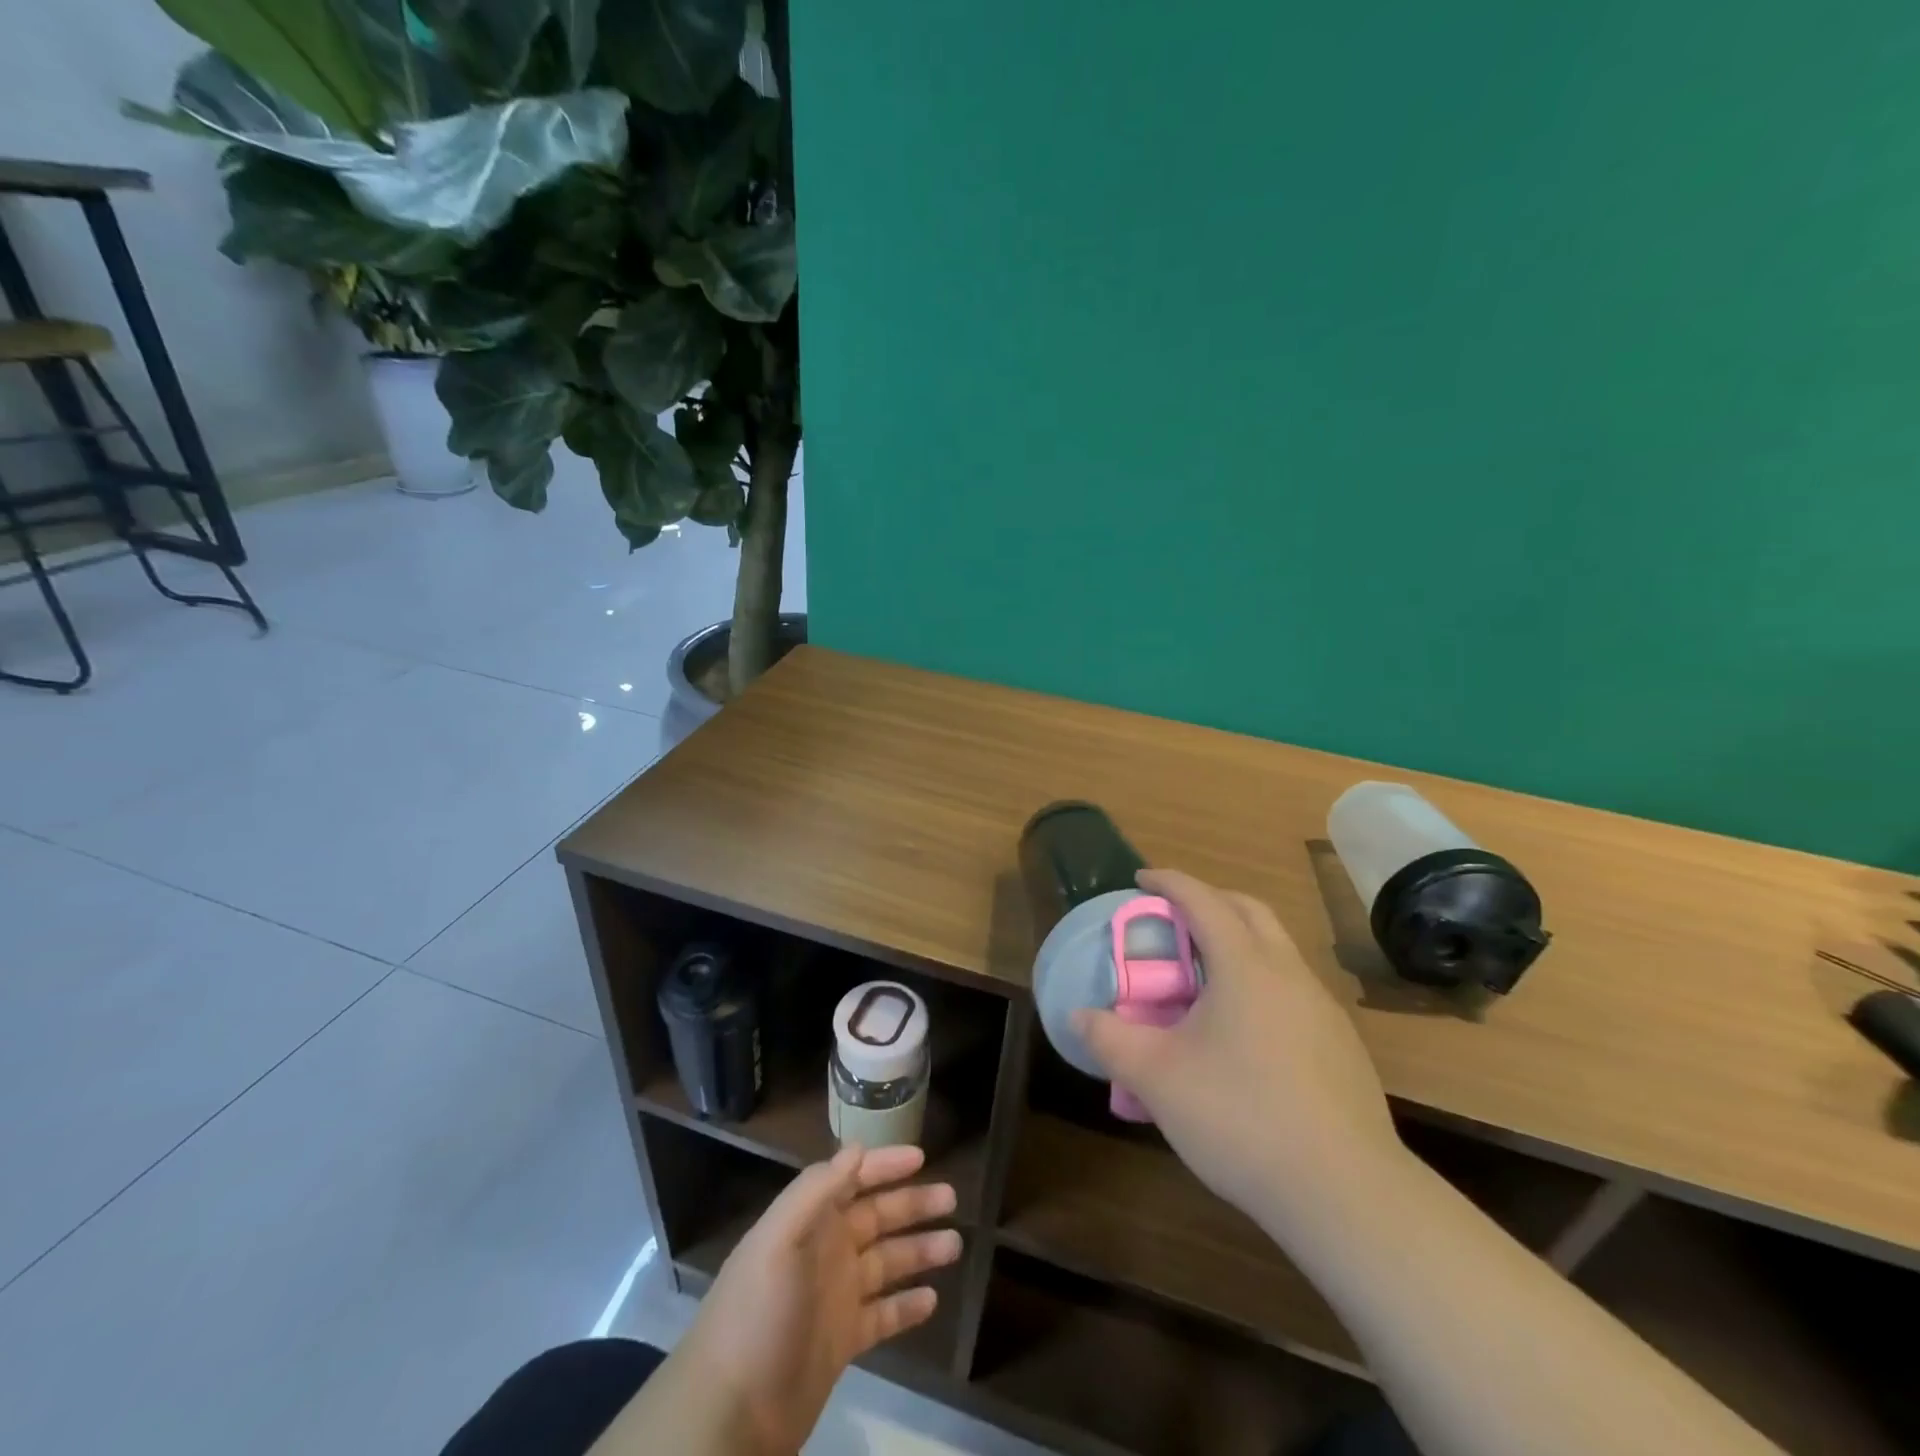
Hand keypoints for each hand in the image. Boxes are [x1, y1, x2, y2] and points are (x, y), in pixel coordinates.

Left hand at [681, 1144, 960, 1454]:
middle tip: (951, 1198)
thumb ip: (817, 1191)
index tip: (921, 1157)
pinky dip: (907, 1306)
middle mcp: (825, 1251)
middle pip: (876, 1218)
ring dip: (919, 1251)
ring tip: (955, 1245)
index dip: (884, 1165)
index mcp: (809, 1222)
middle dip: (912, 1204)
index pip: (852, 1179)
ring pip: (887, 1263)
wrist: (729, 1412)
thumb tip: (857, 1148)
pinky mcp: (842, 1342)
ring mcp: (835, 1297)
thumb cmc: (756, 1313)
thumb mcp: (778, 1241)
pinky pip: (884, 1316)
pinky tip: (932, 1300)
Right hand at [1074, 869, 1402, 1227]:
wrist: (1344, 1193)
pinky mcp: (1342, 1046)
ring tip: (1204, 978)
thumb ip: (1110, 1040)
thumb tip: (1079, 1017)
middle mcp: (1289, 973)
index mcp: (1245, 966)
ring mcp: (1323, 1009)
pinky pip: (1293, 990)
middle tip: (1174, 919)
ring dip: (1240, 942)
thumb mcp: (1157, 1078)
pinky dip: (1262, 983)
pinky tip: (1245, 1034)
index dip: (1169, 882)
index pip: (1203, 900)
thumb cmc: (1240, 1118)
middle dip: (1210, 901)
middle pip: (1250, 911)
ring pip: (1278, 950)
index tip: (1141, 879)